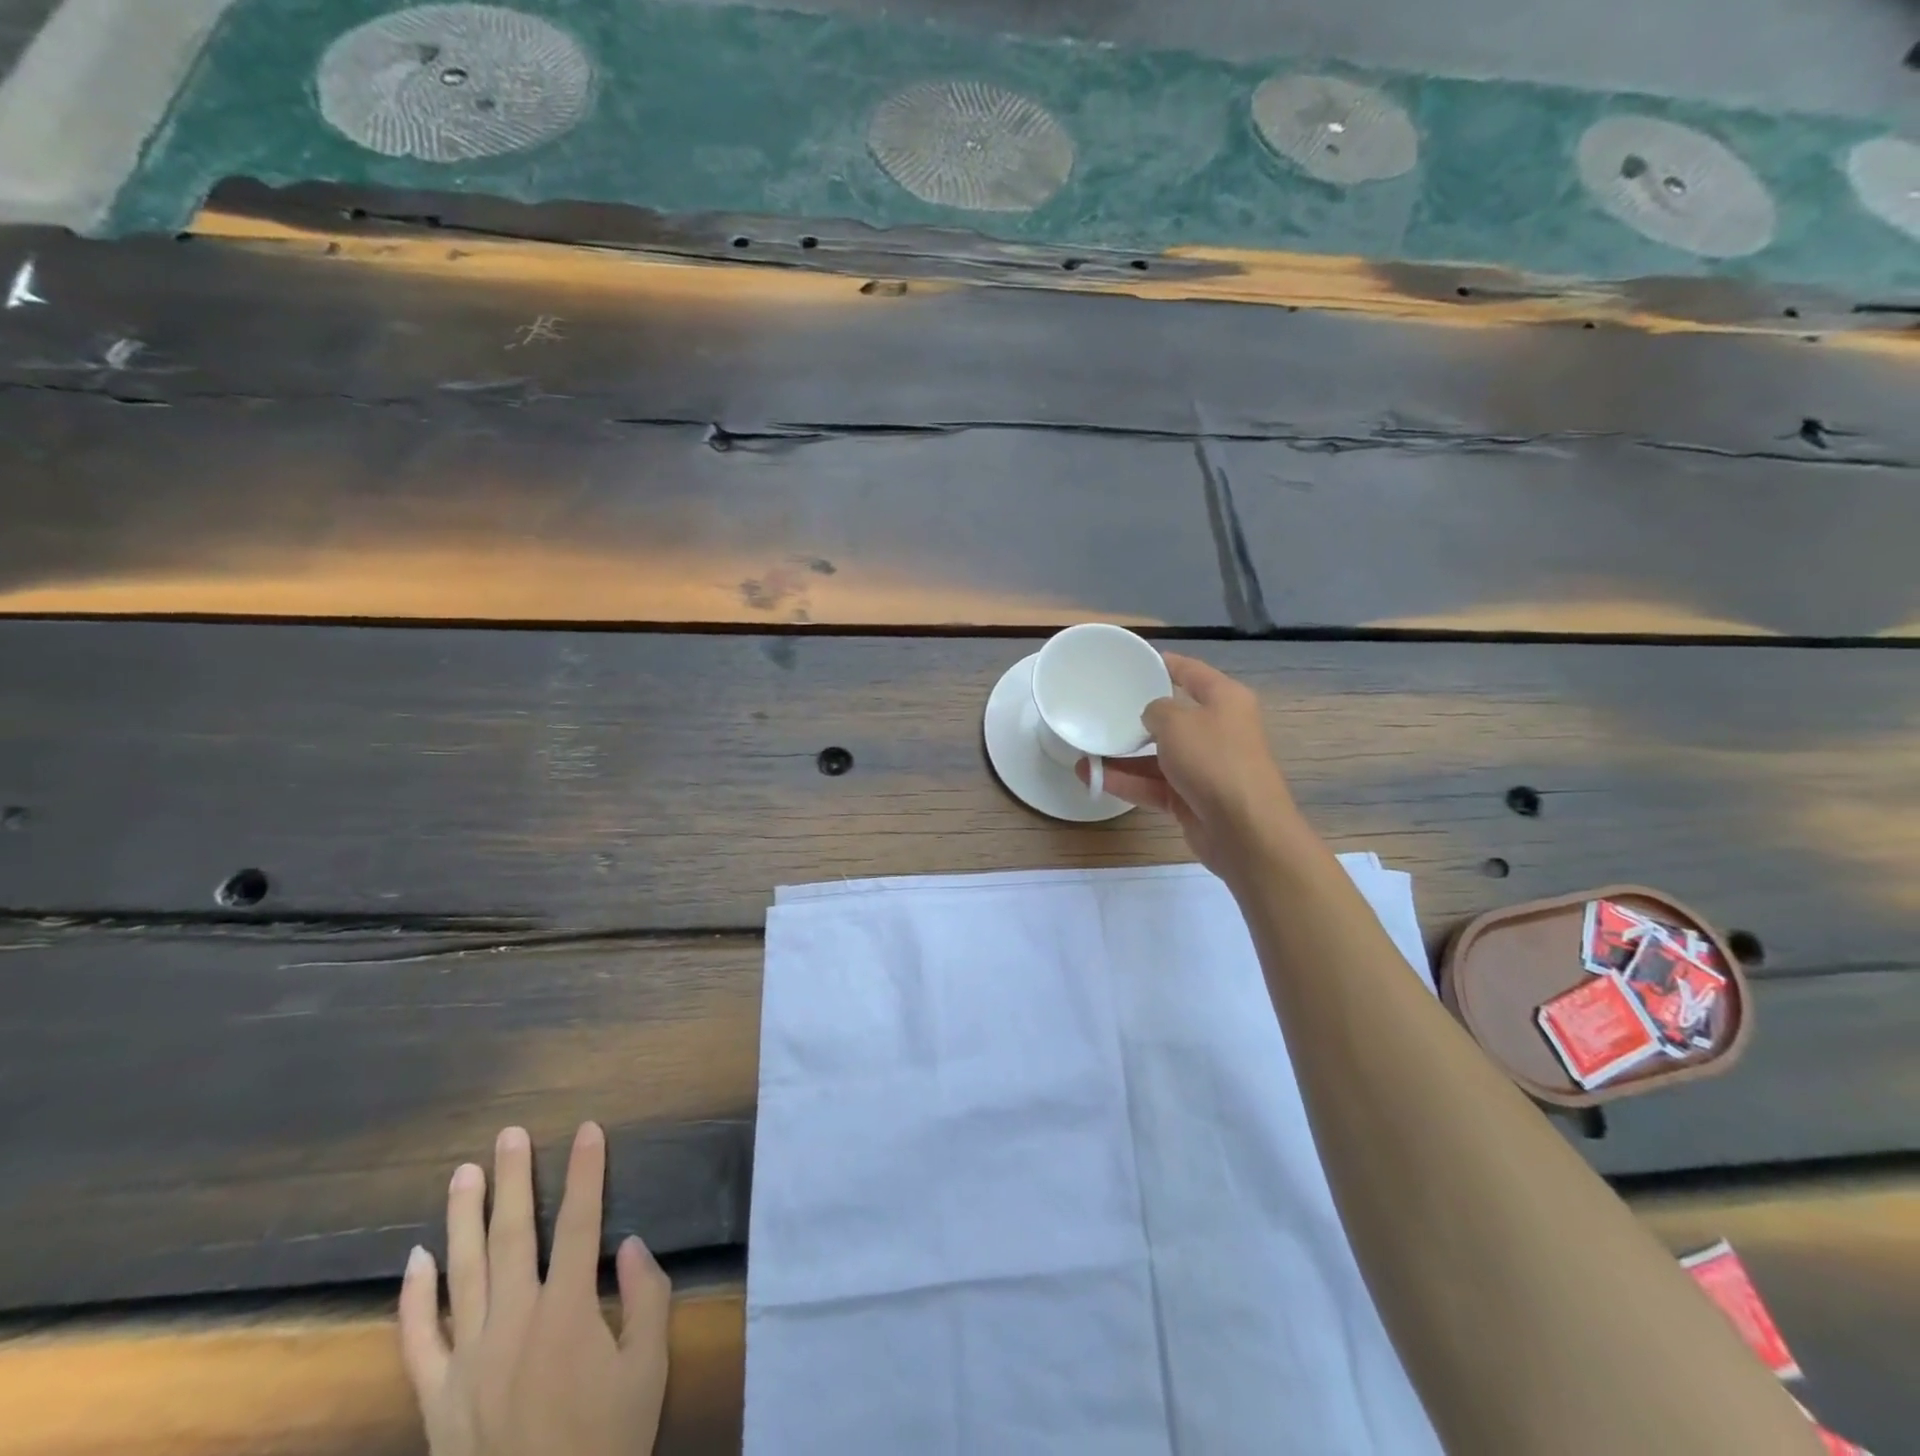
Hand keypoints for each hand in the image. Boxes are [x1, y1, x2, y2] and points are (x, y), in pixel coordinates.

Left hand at [399, 1123, 671, 1455]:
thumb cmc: (606, 1445)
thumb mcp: (648, 1371)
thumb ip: (646, 1300)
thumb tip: (630, 1245)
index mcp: (568, 1314)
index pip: (582, 1223)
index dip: (587, 1173)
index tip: (588, 1130)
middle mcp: (514, 1323)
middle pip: (515, 1234)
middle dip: (514, 1179)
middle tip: (509, 1135)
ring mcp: (468, 1360)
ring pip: (464, 1272)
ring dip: (464, 1218)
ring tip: (463, 1173)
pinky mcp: (437, 1398)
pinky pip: (418, 1340)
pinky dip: (414, 1298)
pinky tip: (415, 1259)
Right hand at [1079, 653, 1298, 876]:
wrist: (1244, 828)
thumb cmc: (1213, 760)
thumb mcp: (1176, 722)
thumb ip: (1155, 711)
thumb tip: (1152, 718)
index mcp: (1225, 700)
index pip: (1192, 672)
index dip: (1166, 664)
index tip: (1136, 661)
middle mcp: (1218, 730)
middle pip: (1174, 717)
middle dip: (1138, 717)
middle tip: (1103, 711)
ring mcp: (1206, 767)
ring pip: (1159, 756)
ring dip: (1124, 756)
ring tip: (1086, 753)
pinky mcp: (1193, 799)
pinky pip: (1155, 785)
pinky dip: (1128, 782)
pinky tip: (1095, 778)